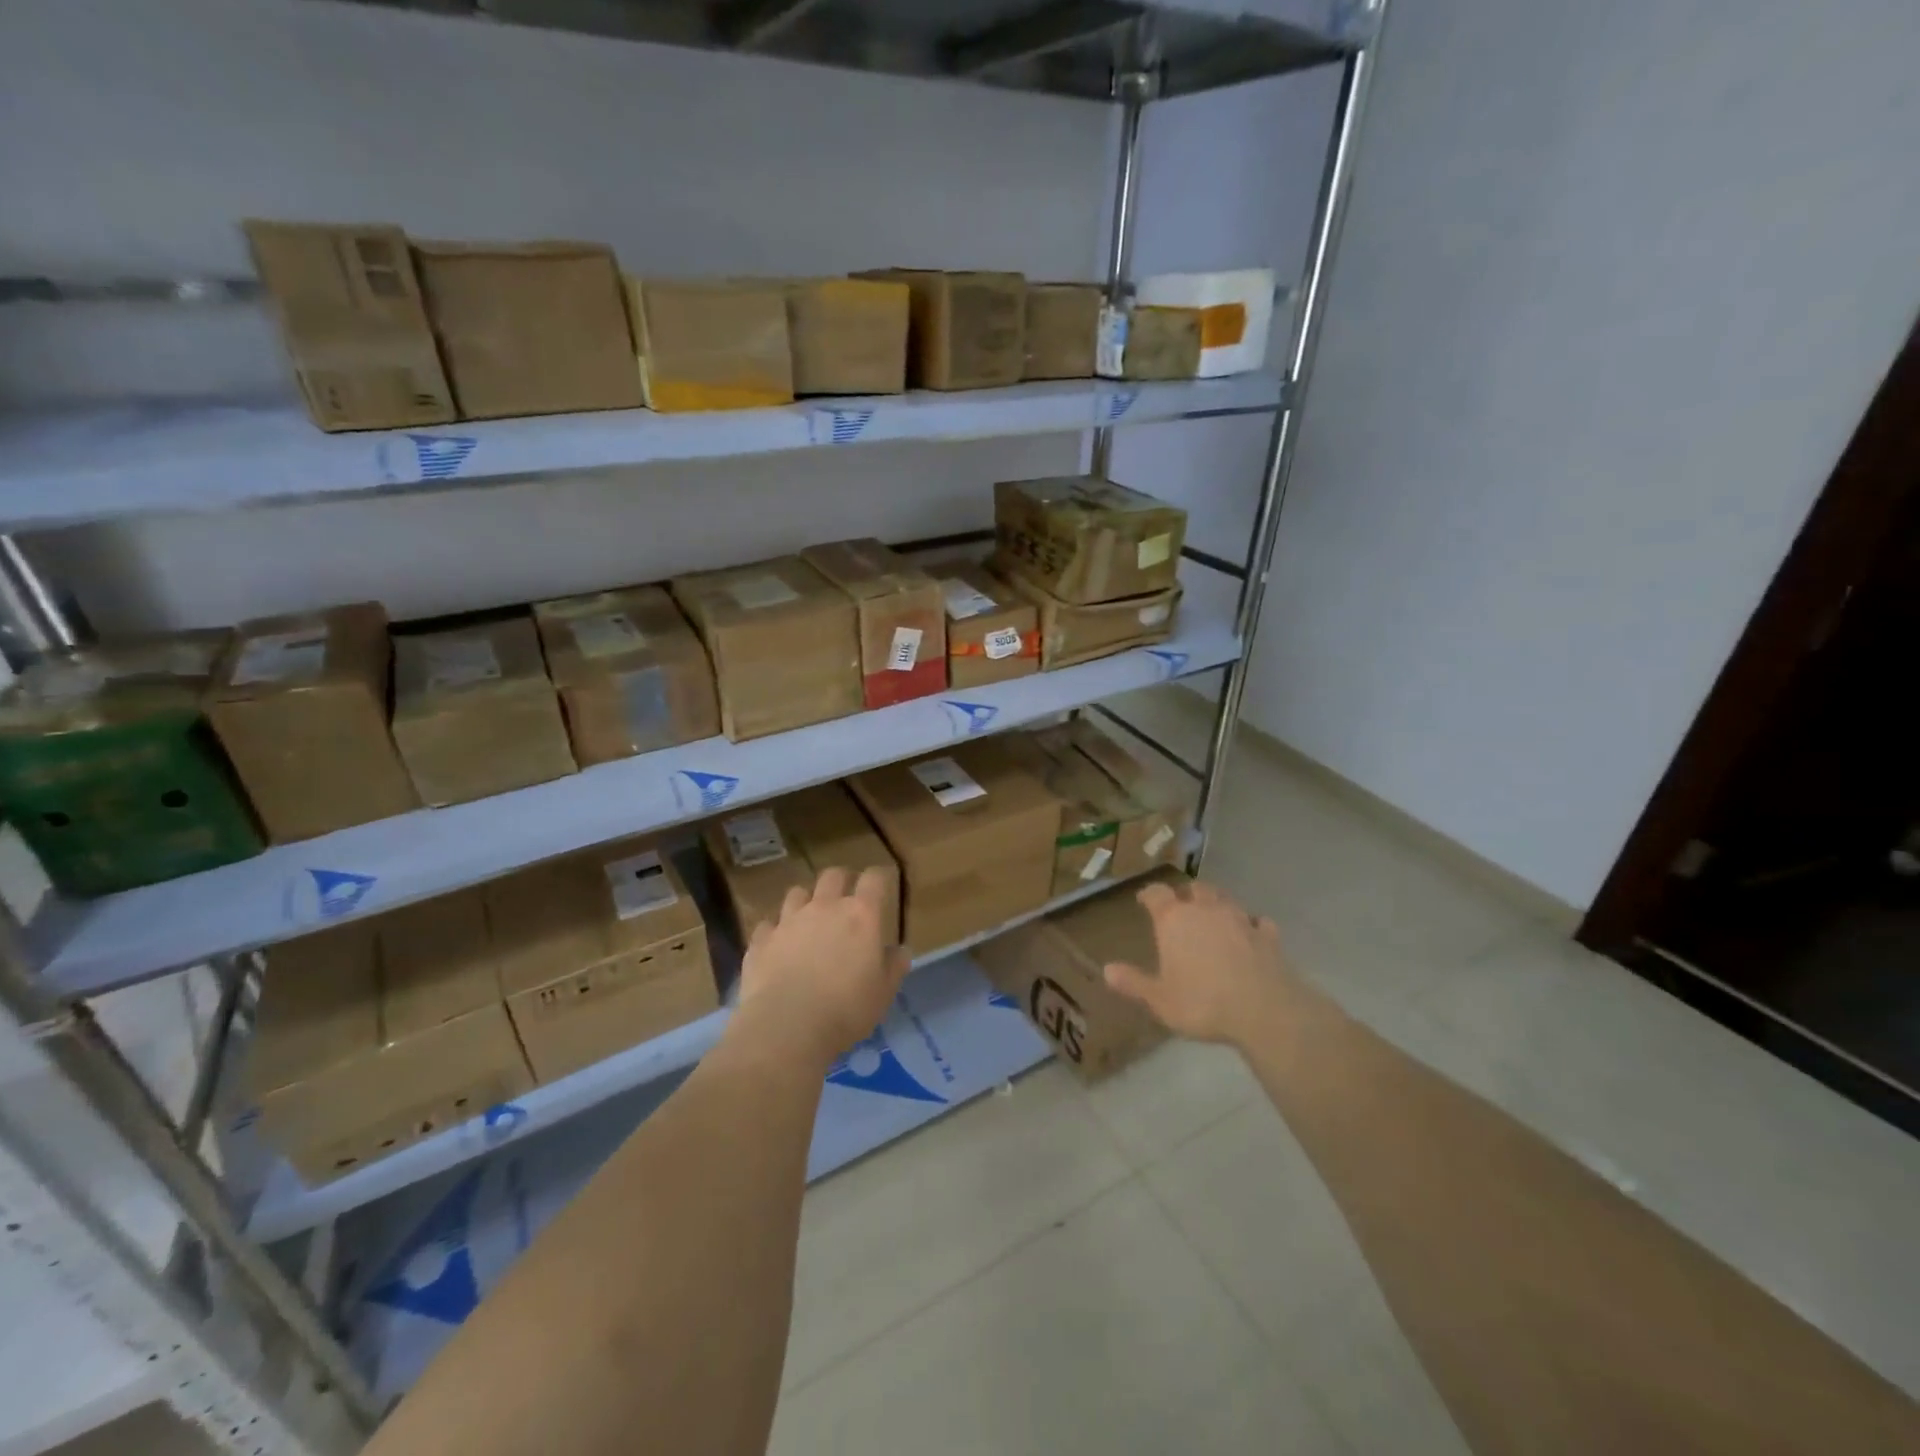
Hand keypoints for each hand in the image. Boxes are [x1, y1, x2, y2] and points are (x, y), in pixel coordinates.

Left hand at [736, 867, 907, 1063]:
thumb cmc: (846, 1009)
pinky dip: (776, 931)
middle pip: (833, 875)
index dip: (879, 876)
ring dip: (806, 901)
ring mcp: (788, 921)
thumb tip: (900, 950)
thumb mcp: (884, 992)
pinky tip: (778, 946)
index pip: (874, 879)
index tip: (882, 882)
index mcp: (860, 915)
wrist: (786, 1027)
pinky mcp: (761, 940)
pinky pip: (769, 924)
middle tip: (846, 899)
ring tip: (809, 919)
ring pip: (797, 893)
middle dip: (841, 881)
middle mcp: (824, 907)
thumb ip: (894, 966)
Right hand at [1103, 879, 1298, 1046]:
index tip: (1143, 900)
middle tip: (1181, 906)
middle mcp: (1206, 910)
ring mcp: (1240, 919)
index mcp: (1174, 920)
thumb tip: (1106, 969)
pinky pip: (1258, 922)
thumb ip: (1134, 983)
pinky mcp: (1268, 936)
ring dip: (1217, 903)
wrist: (1265, 1011)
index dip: (1148, 894)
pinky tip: (1251, 934)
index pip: (1156, 894)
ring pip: (1226, 899)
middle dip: (1186, 894)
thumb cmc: (1203, 1003)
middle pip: (1194, 889)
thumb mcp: (1160, 999)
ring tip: (1213, 915)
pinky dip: (1252, 925)